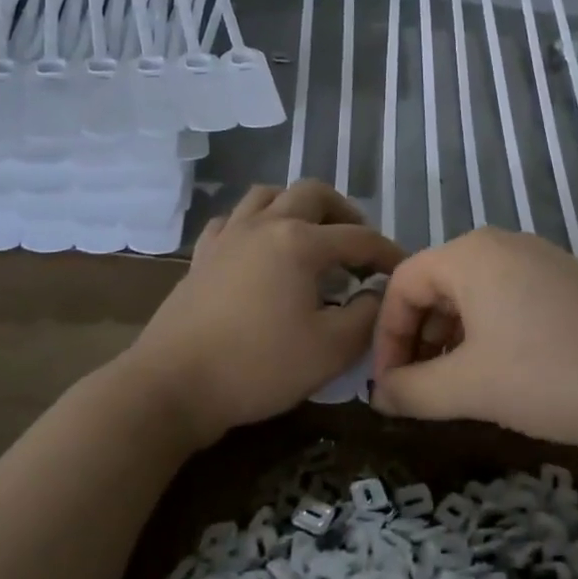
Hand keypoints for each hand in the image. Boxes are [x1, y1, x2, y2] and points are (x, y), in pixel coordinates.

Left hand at [132, 181, 403, 449]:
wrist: (174, 385)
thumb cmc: (258, 367)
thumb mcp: (330, 350)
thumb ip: (366, 316)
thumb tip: (377, 294)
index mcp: (300, 242)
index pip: (359, 237)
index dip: (387, 253)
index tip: (403, 271)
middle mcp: (265, 224)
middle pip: (313, 193)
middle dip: (344, 213)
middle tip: (357, 246)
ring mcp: (229, 235)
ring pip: (268, 195)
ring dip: (297, 207)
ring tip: (311, 237)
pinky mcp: (203, 255)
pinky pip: (233, 219)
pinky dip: (255, 223)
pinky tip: (259, 249)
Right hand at [370, 228, 577, 448]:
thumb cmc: (551, 375)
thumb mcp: (470, 387)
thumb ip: (412, 390)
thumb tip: (379, 394)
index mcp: (470, 254)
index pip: (402, 285)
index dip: (386, 337)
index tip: (388, 388)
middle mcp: (502, 244)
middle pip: (436, 286)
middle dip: (418, 340)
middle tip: (419, 390)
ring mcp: (540, 260)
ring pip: (473, 296)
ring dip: (451, 341)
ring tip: (456, 387)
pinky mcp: (568, 282)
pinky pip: (508, 300)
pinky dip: (487, 334)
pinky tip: (501, 373)